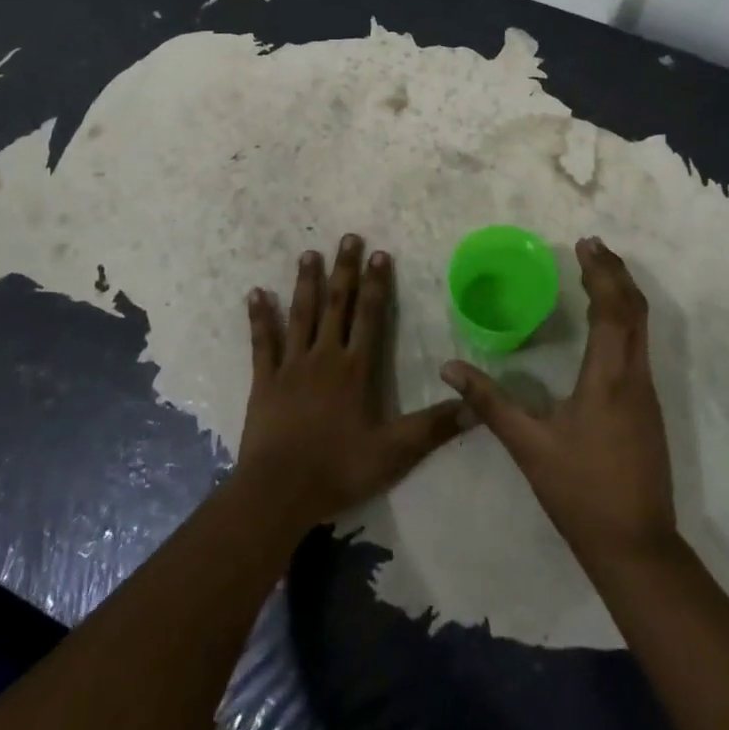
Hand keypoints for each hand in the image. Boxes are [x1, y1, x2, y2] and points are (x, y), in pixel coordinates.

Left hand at [234, 235, 467, 529]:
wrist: (278, 492)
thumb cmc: (337, 469)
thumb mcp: (393, 453)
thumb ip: (432, 428)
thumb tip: (473, 407)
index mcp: (355, 369)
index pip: (369, 316)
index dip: (376, 284)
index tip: (379, 253)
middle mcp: (324, 357)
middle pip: (336, 304)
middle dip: (344, 270)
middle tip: (347, 237)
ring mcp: (291, 366)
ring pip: (300, 314)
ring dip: (305, 282)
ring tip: (309, 253)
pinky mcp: (264, 380)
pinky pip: (262, 342)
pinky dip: (260, 317)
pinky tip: (255, 293)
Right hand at [441, 237, 676, 569]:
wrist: (637, 548)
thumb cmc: (581, 493)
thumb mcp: (529, 446)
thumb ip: (490, 402)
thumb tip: (449, 368)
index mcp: (608, 377)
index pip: (611, 309)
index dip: (600, 273)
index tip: (584, 243)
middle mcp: (635, 375)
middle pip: (635, 309)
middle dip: (615, 272)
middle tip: (592, 246)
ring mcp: (647, 392)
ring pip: (642, 326)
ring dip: (623, 292)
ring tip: (599, 271)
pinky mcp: (648, 407)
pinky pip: (640, 344)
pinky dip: (626, 317)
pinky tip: (606, 322)